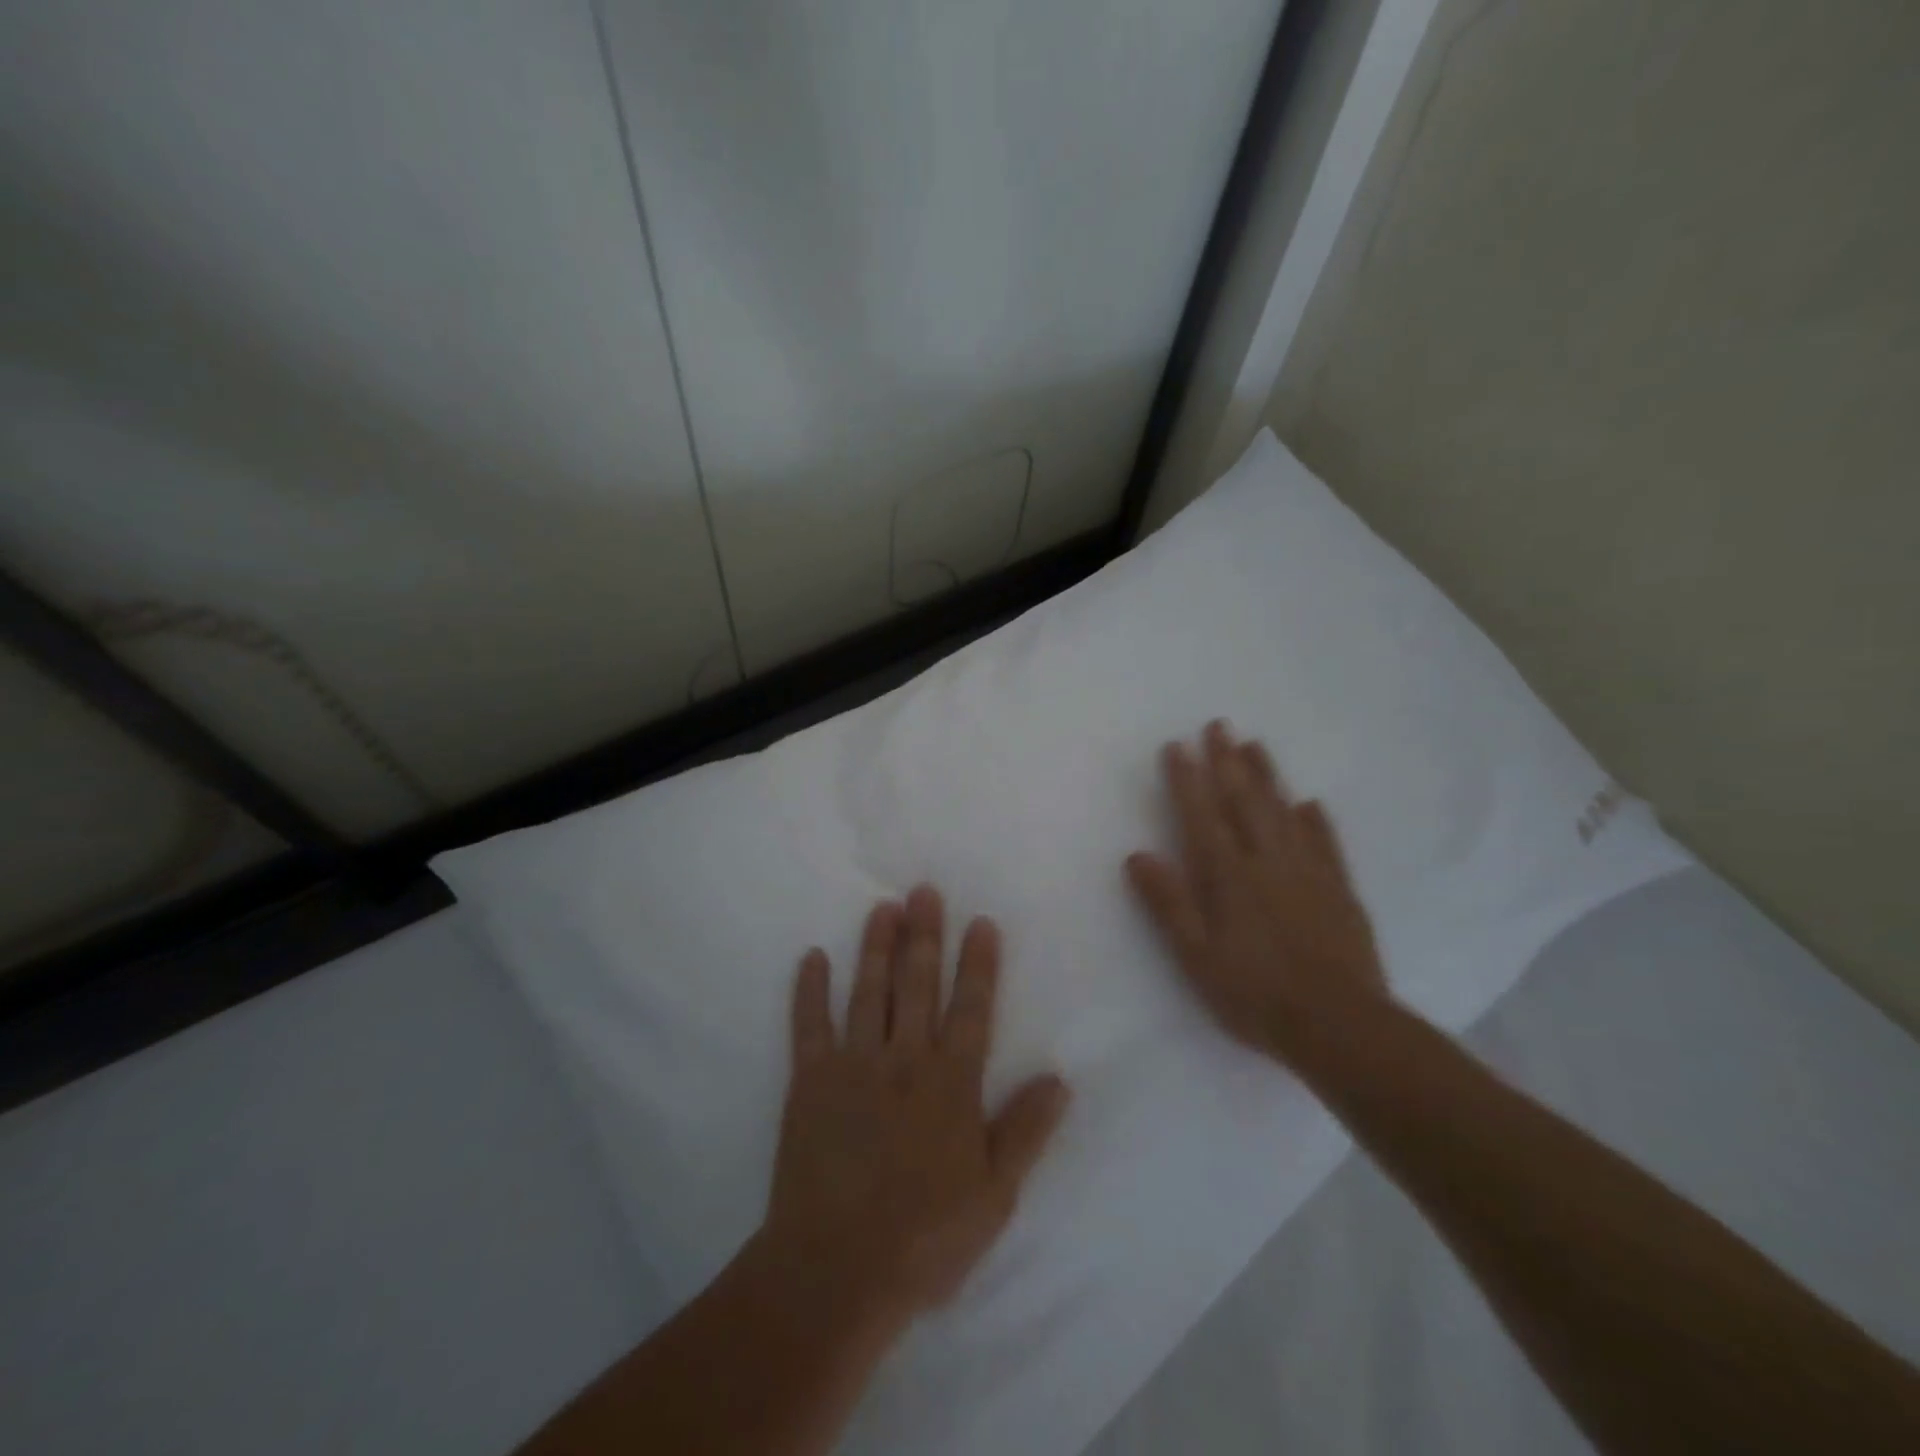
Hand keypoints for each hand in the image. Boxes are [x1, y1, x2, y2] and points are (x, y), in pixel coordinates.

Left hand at [761, 885, 1069, 1330]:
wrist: (836, 1271)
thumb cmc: (924, 1237)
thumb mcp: (994, 1195)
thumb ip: (1026, 1131)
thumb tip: (1059, 1078)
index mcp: (950, 1084)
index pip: (971, 1010)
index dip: (978, 964)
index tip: (980, 922)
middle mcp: (904, 1061)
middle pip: (918, 986)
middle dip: (924, 936)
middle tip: (925, 891)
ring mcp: (854, 1066)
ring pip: (869, 992)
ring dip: (876, 947)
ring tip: (883, 906)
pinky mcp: (810, 1081)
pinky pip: (809, 1026)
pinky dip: (810, 990)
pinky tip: (813, 957)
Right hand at [1126, 720, 1388, 1064]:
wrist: (1340, 1026)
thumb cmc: (1255, 994)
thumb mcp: (1196, 956)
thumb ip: (1168, 903)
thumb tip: (1137, 855)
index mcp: (1229, 876)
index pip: (1202, 815)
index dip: (1186, 779)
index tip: (1177, 745)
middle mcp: (1268, 861)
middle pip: (1244, 801)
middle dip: (1227, 761)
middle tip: (1218, 725)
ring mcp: (1308, 872)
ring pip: (1284, 811)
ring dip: (1267, 776)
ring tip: (1254, 744)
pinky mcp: (1339, 890)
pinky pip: (1325, 842)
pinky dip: (1315, 819)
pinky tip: (1309, 803)